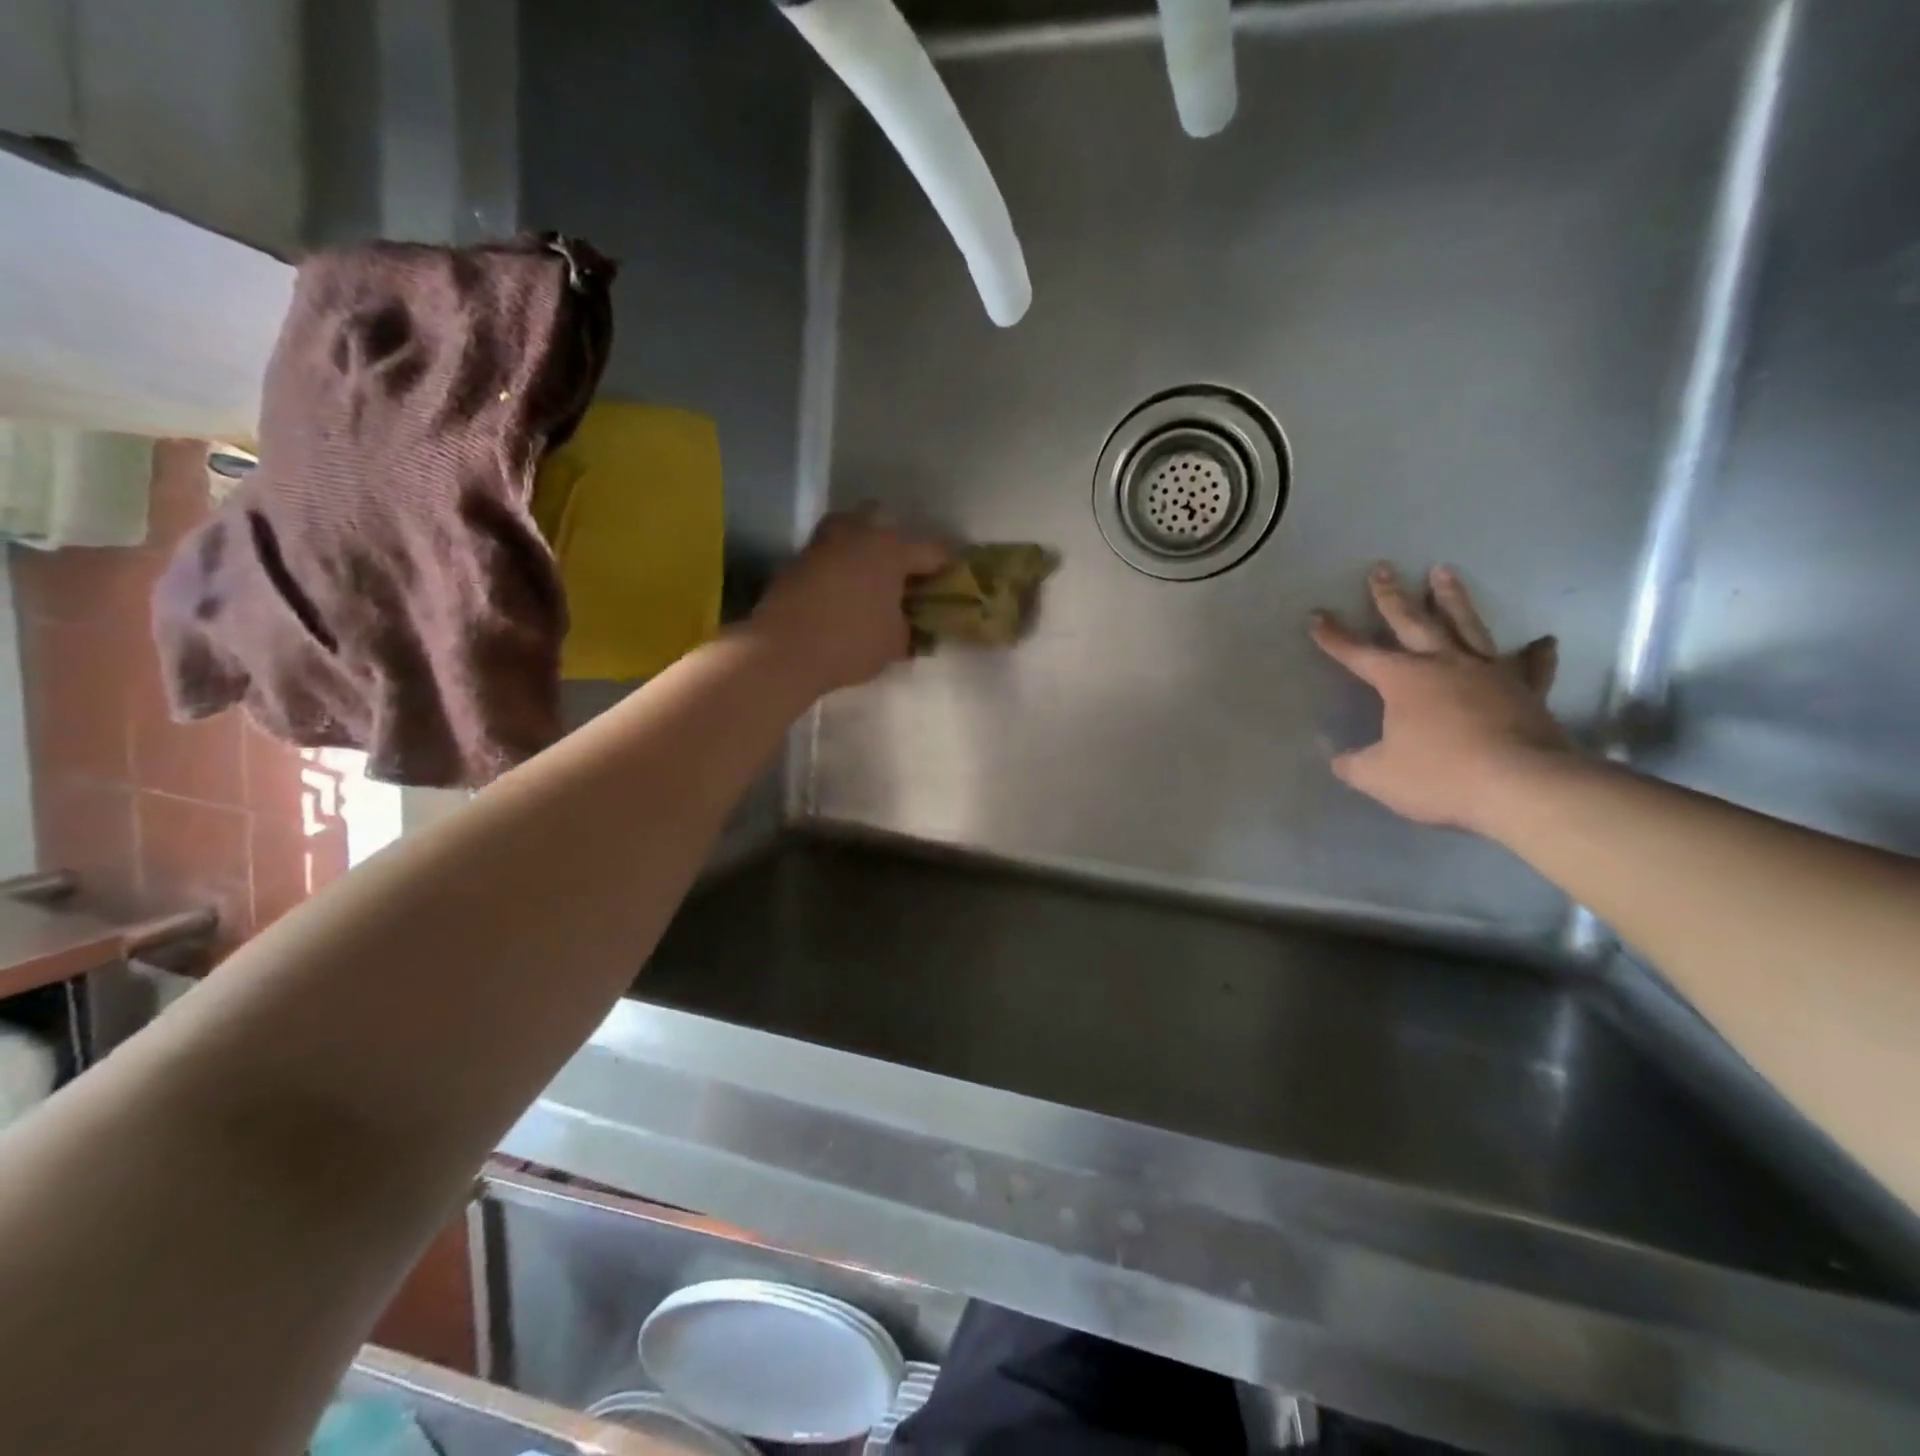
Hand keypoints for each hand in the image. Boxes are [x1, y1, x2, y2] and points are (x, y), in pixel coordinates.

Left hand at [748, 511, 949, 695]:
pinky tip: (843, 589)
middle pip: (887, 525)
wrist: (783, 649)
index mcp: (892, 550)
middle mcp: (859, 533)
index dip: (947, 566)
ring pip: (853, 530)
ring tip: (871, 579)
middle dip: (899, 545)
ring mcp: (825, 541)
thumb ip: (909, 628)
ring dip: (865, 547)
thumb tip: (909, 624)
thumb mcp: (893, 643)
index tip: (953, 578)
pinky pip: (830, 551)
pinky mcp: (799, 556)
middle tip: (904, 575)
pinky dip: (840, 563)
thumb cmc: (850, 643)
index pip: (932, 551)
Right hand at [1310, 563, 1569, 829]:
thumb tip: (1340, 760)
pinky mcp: (1526, 692)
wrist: (1524, 786)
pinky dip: (1535, 654)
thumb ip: (1354, 764)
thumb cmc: (1441, 775)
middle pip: (1413, 621)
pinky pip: (1530, 667)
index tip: (1316, 616)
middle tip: (1382, 568)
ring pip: (1467, 626)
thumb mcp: (1379, 776)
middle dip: (1391, 596)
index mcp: (1403, 680)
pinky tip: (1541, 641)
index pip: (1358, 653)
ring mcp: (1489, 674)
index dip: (1334, 637)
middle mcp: (1444, 664)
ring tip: (1443, 571)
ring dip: (1453, 598)